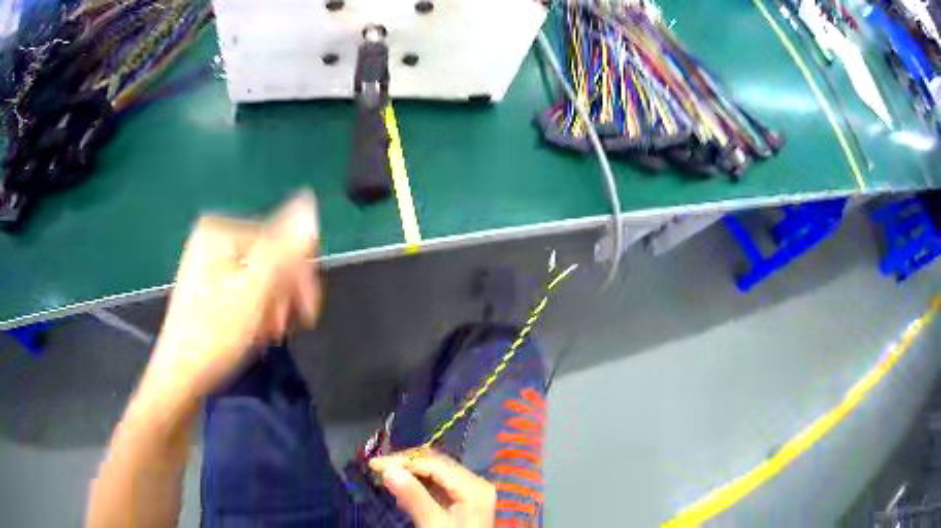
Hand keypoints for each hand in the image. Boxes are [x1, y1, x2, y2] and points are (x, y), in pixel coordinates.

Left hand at [145, 192, 321, 399]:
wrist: (180, 377)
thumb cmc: (213, 336)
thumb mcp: (254, 292)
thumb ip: (284, 250)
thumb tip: (309, 206)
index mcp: (220, 232)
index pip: (282, 239)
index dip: (300, 276)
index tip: (306, 313)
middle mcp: (213, 239)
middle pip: (271, 257)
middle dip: (284, 293)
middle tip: (284, 326)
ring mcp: (209, 261)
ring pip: (262, 276)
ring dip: (274, 306)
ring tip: (268, 332)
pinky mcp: (209, 284)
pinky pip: (247, 288)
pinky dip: (258, 309)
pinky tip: (256, 329)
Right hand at [370, 449, 495, 527]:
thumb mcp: (433, 523)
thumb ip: (413, 496)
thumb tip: (389, 470)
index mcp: (473, 487)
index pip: (435, 464)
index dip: (403, 462)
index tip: (374, 464)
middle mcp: (475, 482)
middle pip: (437, 463)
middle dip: (406, 464)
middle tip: (378, 468)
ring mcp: (470, 490)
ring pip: (436, 471)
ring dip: (411, 473)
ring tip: (386, 478)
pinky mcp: (464, 499)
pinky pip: (439, 483)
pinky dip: (419, 484)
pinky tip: (403, 490)